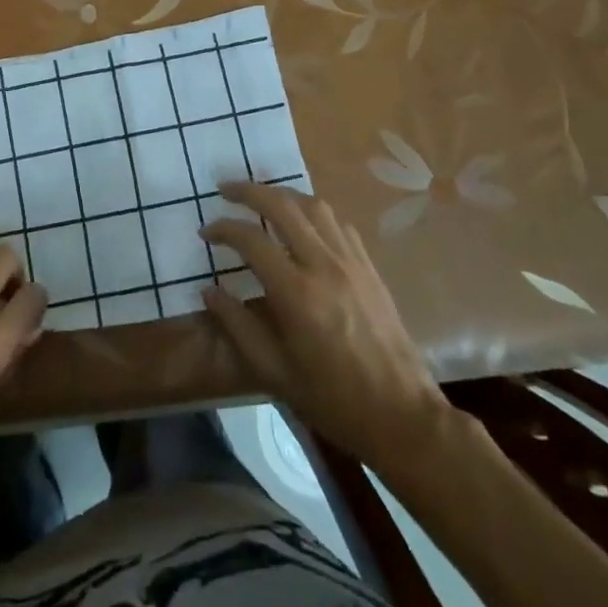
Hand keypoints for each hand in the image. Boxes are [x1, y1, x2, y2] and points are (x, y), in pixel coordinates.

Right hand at [201, 181, 448, 465]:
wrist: (402, 415)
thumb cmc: (333, 399)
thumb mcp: (275, 371)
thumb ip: (238, 326)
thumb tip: (208, 291)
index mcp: (296, 293)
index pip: (250, 239)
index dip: (223, 229)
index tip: (205, 232)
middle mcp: (322, 264)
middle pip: (281, 205)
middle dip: (248, 191)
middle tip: (225, 191)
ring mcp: (350, 262)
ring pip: (313, 205)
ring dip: (282, 194)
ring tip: (262, 199)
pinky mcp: (368, 267)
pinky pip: (338, 223)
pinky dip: (313, 212)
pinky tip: (303, 223)